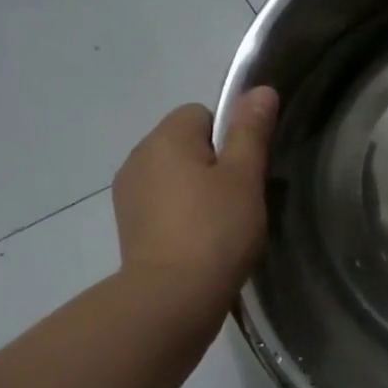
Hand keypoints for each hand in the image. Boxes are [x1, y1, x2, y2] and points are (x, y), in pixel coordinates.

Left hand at [113, 88, 278, 326]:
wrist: (171, 298)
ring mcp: (128, 194)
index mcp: (166, 137)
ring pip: (173, 177)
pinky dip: (179, 217)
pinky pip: (161, 206)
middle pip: (185, 145)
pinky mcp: (127, 226)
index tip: (243, 174)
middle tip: (237, 203)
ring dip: (195, 193)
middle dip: (212, 166)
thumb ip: (251, 131)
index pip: (202, 113)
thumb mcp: (244, 177)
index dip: (229, 138)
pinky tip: (198, 244)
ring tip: (219, 228)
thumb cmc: (215, 231)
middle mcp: (138, 157)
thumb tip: (260, 90)